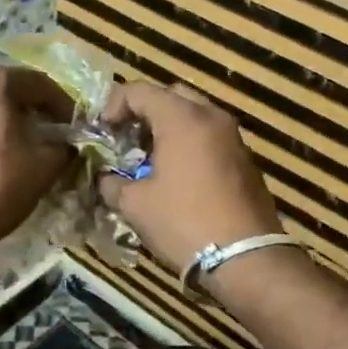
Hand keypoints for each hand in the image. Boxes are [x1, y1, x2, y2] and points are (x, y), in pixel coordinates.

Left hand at [0, 65, 74, 261]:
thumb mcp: (44, 167)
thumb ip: (64, 148)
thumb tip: (67, 146)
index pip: (41, 83)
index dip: (64, 106)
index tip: (76, 130)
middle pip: (11, 90)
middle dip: (36, 112)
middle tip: (54, 138)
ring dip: (11, 122)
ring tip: (27, 150)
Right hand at [96, 82, 280, 274]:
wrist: (244, 257)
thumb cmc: (184, 222)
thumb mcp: (136, 205)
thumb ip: (113, 184)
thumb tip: (106, 180)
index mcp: (183, 118)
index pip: (140, 91)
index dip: (113, 105)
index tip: (102, 131)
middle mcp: (212, 117)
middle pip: (171, 96)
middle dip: (144, 113)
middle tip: (126, 139)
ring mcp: (233, 138)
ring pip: (194, 116)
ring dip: (168, 129)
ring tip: (147, 159)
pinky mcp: (245, 160)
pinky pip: (210, 138)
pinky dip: (189, 145)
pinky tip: (176, 175)